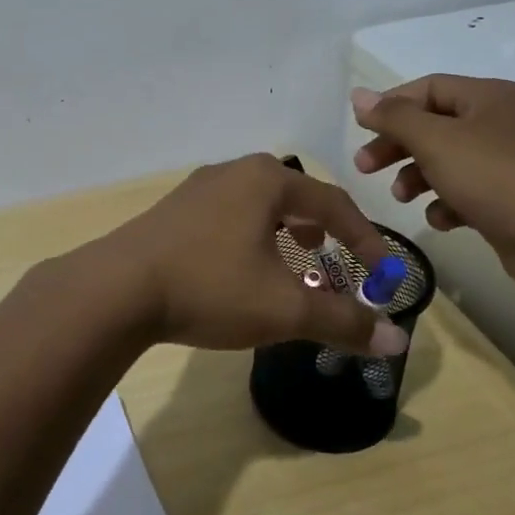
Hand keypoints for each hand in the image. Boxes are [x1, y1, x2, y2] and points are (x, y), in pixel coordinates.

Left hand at [97, 154, 409, 355]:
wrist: (118, 289)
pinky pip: (229, 216)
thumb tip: (396, 342)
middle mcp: (233, 172)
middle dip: (324, 230)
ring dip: (286, 232)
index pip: (334, 204)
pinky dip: (252, 237)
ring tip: (295, 260)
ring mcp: (197, 188)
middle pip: (295, 196)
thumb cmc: (210, 287)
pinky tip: (242, 268)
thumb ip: (342, 321)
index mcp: (267, 180)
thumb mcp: (284, 308)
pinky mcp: (173, 210)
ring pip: (259, 205)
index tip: (383, 276)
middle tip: (336, 260)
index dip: (366, 241)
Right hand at [351, 76, 514, 305]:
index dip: (391, 106)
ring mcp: (508, 163)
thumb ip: (394, 117)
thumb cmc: (496, 179)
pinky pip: (466, 192)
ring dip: (416, 176)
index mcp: (489, 97)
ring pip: (446, 160)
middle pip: (433, 125)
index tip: (360, 131)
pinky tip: (441, 219)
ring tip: (399, 197)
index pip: (428, 88)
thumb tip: (359, 96)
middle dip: (397, 145)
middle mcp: (501, 123)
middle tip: (363, 167)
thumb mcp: (436, 141)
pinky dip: (446, 203)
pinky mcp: (510, 199)